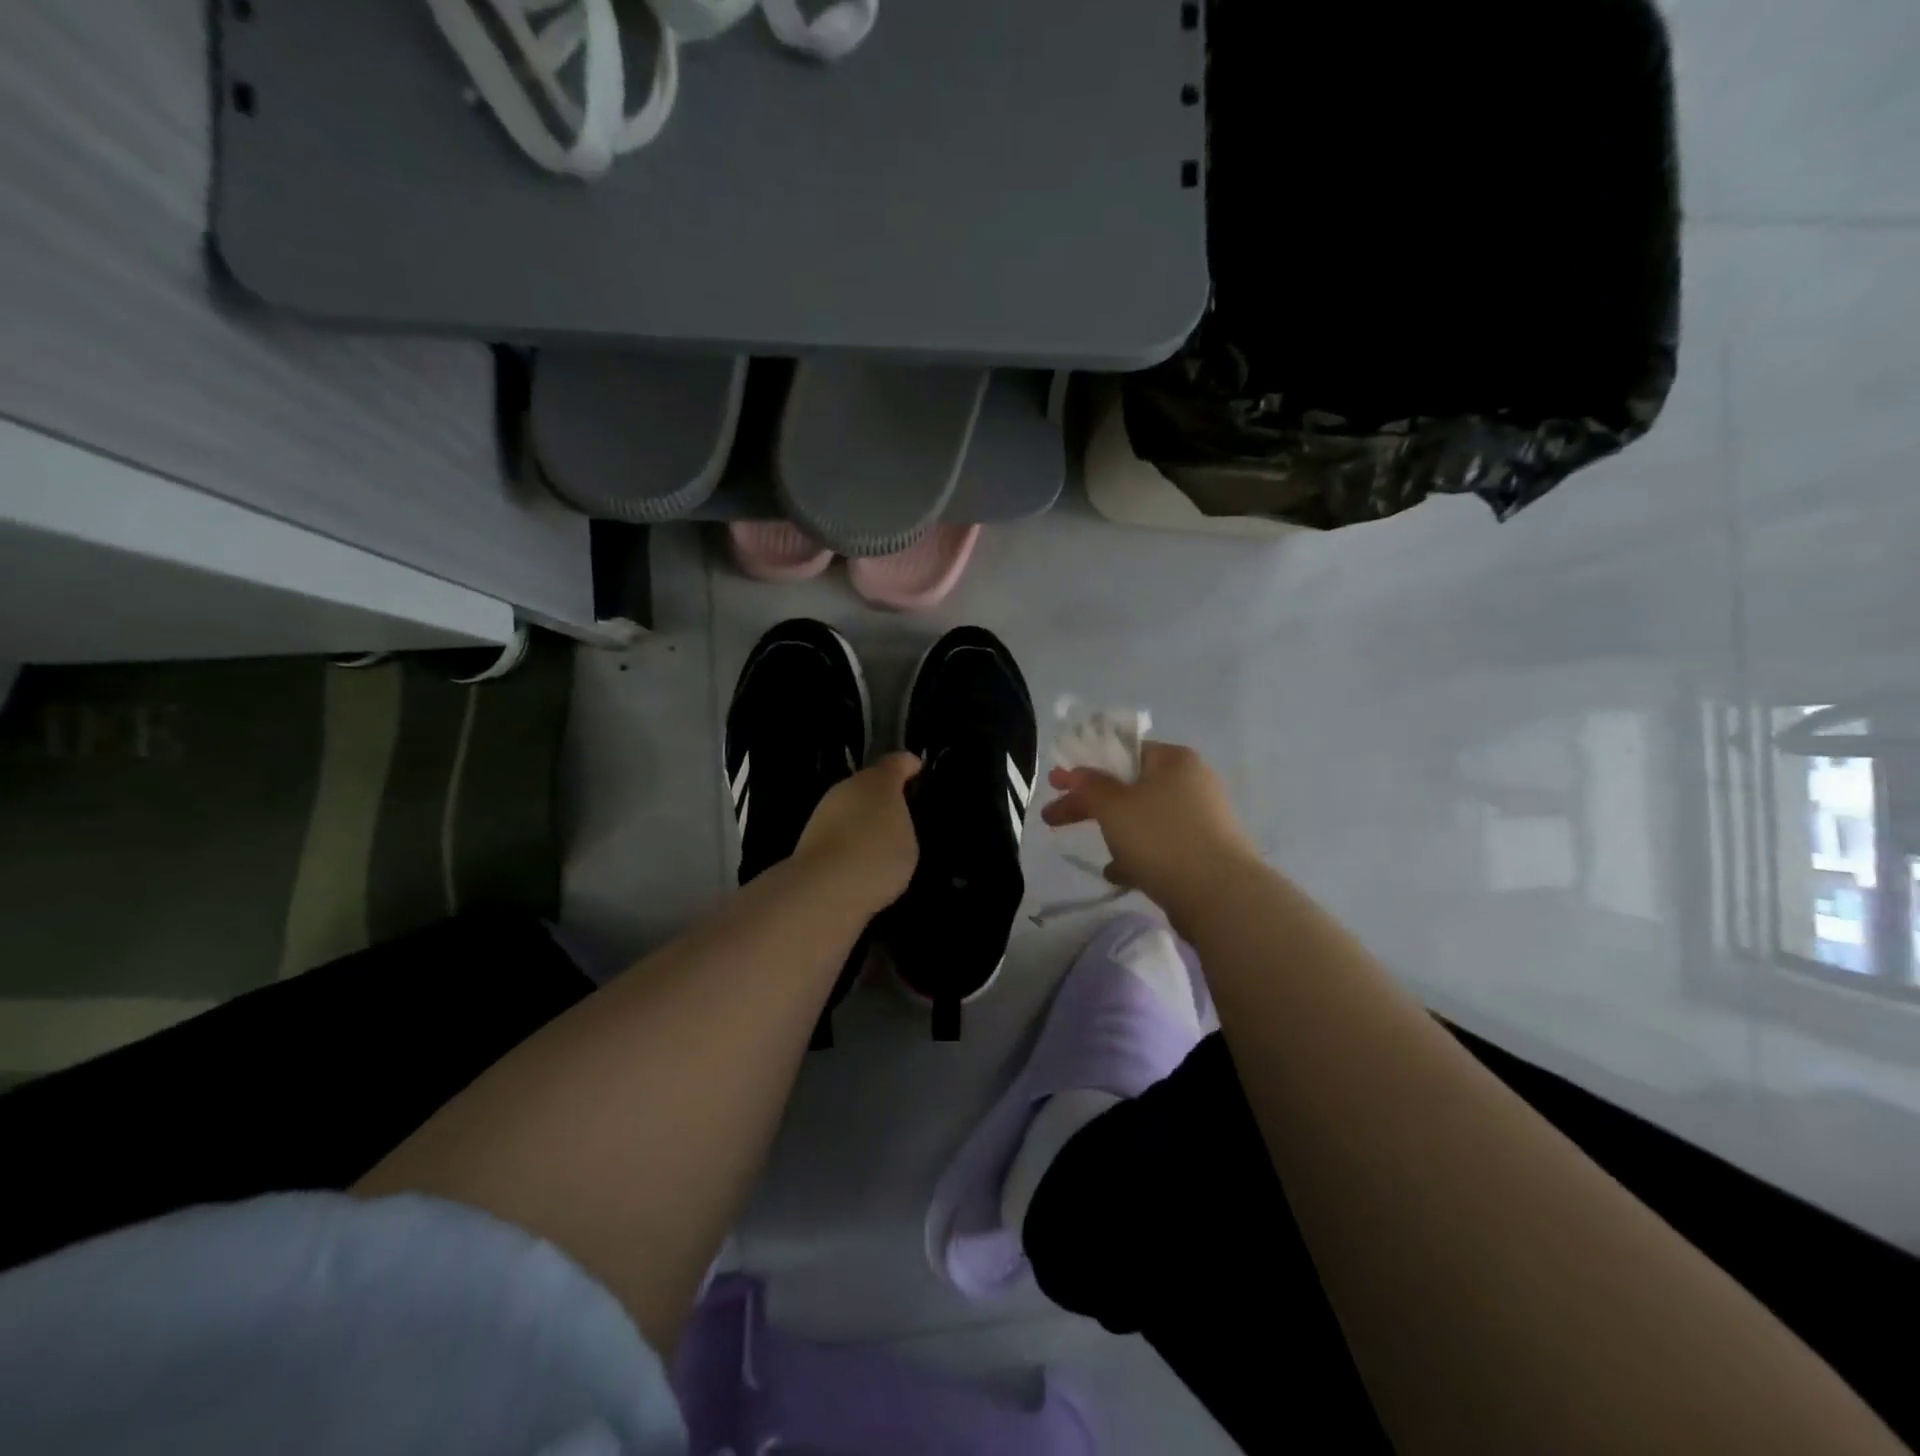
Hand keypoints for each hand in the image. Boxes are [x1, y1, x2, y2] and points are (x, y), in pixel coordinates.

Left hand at [795, 753, 921, 914]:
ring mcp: (823, 812)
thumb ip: (901, 826)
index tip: (916, 767)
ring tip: (879, 848)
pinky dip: (848, 844)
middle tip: (899, 818)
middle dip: (882, 799)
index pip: (895, 764)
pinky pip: (838, 834)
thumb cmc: (877, 855)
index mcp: (878, 782)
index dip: (907, 765)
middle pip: (868, 786)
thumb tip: (888, 825)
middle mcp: (847, 789)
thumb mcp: (908, 842)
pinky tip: (859, 865)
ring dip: (862, 822)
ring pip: (850, 810)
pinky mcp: (808, 839)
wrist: (823, 887)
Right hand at [1041, 741, 1260, 920]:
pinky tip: (1119, 875)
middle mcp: (1192, 783)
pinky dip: (1138, 856)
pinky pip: (1161, 847)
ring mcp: (1202, 819)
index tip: (1056, 785)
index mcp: (1174, 760)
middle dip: (1091, 805)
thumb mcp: (1114, 807)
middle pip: (1130, 788)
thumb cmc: (1161, 838)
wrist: (1220, 896)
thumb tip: (1075, 773)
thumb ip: (1089, 786)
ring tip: (1099, 856)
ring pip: (1145, 820)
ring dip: (1117, 834)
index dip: (1086, 767)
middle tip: (1053, 819)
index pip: (1124, 752)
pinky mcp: (1205, 852)